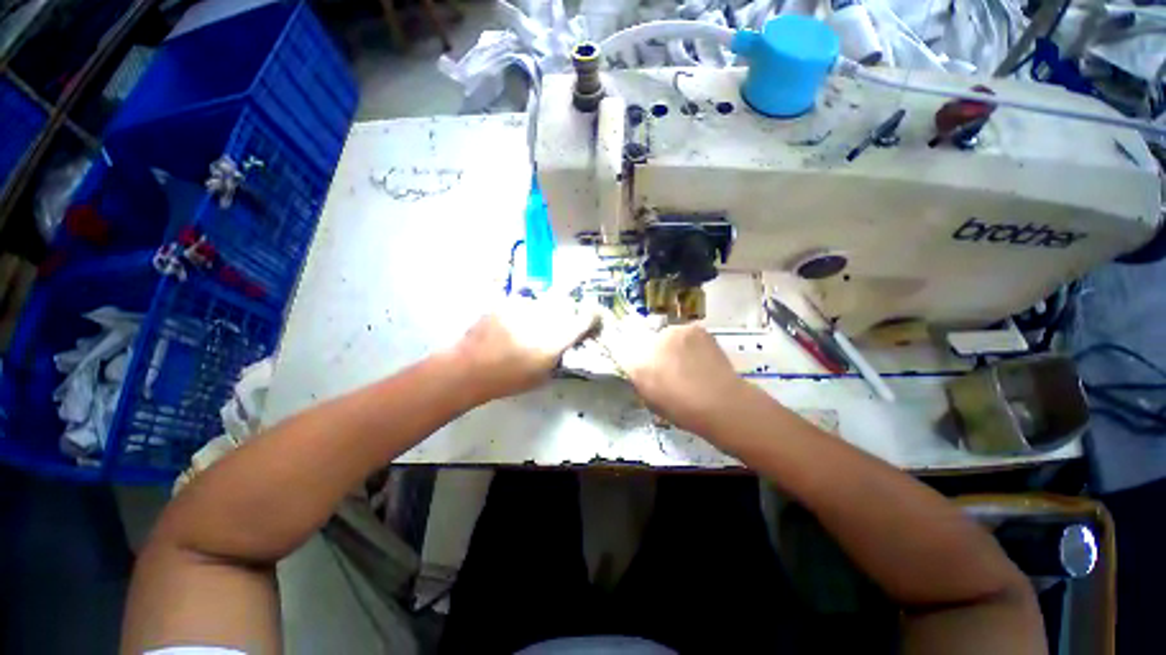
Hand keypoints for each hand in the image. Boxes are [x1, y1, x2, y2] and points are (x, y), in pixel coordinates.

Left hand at [454, 297, 598, 400]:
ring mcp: (523, 307)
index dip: (595, 315)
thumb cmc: (507, 380)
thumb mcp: (541, 377)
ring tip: (530, 326)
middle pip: (566, 305)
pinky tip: (513, 323)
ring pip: (545, 302)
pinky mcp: (507, 301)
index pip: (585, 318)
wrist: (468, 369)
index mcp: (554, 340)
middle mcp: (543, 318)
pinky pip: (525, 302)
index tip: (595, 317)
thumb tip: (566, 345)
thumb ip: (558, 357)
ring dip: (544, 312)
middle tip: (557, 325)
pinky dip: (525, 311)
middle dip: (567, 313)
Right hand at [600, 318, 745, 434]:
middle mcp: (649, 342)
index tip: (642, 365)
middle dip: (653, 351)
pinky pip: (685, 333)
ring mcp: (672, 331)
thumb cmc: (682, 410)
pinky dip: (689, 342)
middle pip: (647, 341)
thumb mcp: (650, 400)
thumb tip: (639, 367)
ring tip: (688, 362)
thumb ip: (639, 379)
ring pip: (667, 335)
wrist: (721, 403)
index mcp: (635, 364)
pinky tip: (700, 357)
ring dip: (672, 345)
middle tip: (669, 366)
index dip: (632, 356)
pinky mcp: (693, 328)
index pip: (623, 350)